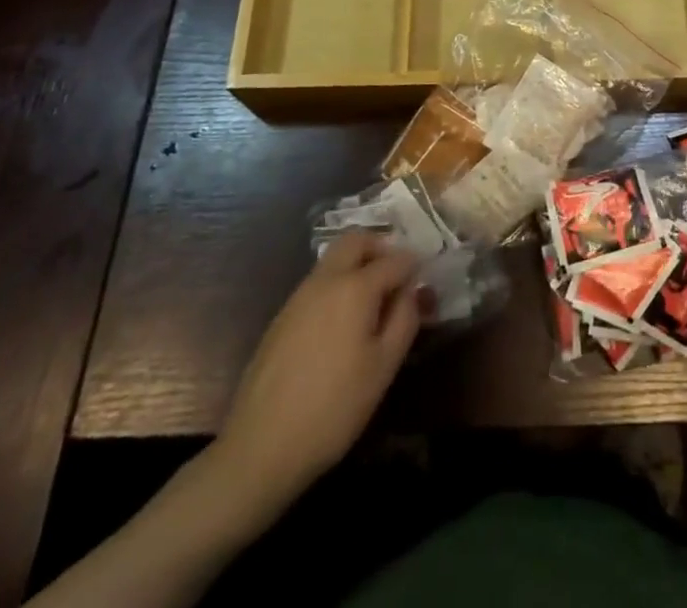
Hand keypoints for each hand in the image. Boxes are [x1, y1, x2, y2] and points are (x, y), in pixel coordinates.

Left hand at [205, 232, 421, 514]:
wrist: (261, 445)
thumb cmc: (334, 407)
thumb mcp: (384, 367)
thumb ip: (405, 319)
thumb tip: (413, 290)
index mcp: (356, 287)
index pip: (395, 259)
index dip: (414, 266)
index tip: (425, 281)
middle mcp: (326, 279)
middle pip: (356, 240)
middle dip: (380, 247)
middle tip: (396, 275)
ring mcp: (299, 295)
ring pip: (334, 258)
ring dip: (357, 263)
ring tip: (373, 301)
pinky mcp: (282, 315)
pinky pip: (317, 282)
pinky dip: (337, 284)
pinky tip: (342, 323)